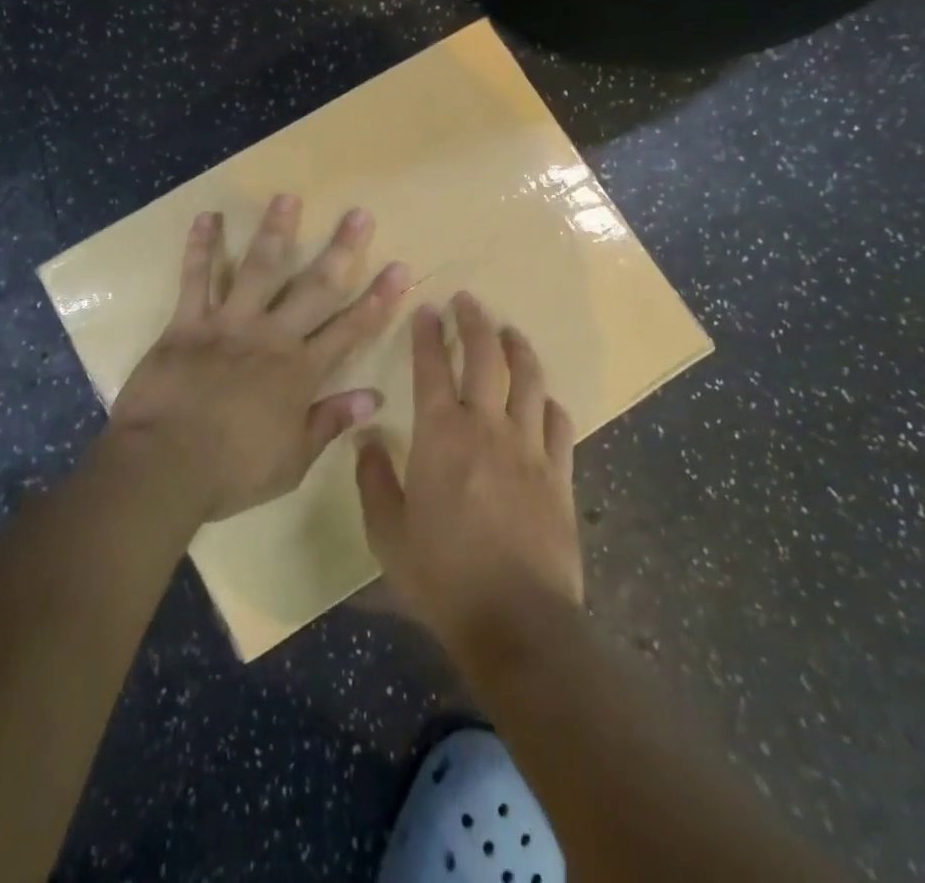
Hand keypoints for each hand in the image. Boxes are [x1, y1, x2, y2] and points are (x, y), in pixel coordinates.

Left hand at [107, 195, 410, 521]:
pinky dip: (200, 248)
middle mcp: (271, 337)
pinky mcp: (186, 323)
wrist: (162, 467)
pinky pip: (195, 279)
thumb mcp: (292, 460)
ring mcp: (228, 324)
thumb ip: (330, 422)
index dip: (378, 298)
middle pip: (313, 286)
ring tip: (288, 196)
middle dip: (341, 249)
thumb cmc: (231, 471)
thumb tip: (373, 398)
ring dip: (275, 231)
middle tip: (358, 214)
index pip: (350, 329)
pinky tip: (207, 217)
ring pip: (258, 269)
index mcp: (299, 371)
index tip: (399, 267)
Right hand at [356, 292, 583, 653]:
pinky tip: (544, 398)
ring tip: (509, 331)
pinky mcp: (560, 474)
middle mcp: (487, 427)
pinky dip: (549, 402)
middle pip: (486, 358)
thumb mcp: (388, 533)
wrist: (517, 623)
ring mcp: (529, 448)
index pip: (431, 367)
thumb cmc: (442, 576)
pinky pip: (559, 424)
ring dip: (518, 348)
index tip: (427, 309)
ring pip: (528, 380)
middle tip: (468, 300)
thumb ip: (374, 479)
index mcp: (441, 435)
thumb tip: (365, 438)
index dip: (428, 334)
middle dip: (475, 322)